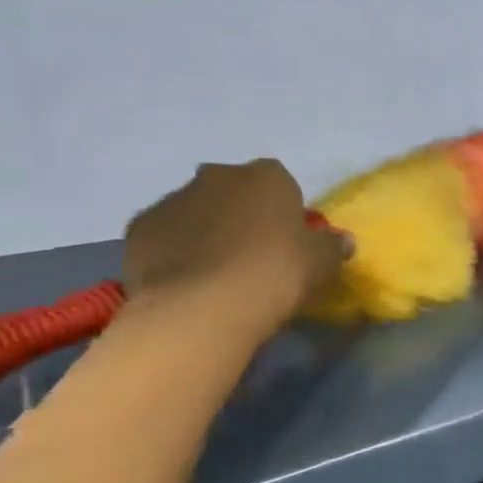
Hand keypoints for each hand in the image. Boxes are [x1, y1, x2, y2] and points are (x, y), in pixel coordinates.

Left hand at [123, 160, 348, 342]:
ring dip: (206, 232)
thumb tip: (343, 240)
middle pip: (233, 191)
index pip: (280, 181)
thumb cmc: (274, 275)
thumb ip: (332, 246)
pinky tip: (187, 282)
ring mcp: (172, 199)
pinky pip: (165, 235)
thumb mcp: (321, 264)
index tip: (288, 241)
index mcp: (265, 177)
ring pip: (195, 211)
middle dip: (241, 214)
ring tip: (217, 275)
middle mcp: (216, 176)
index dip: (284, 210)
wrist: (202, 306)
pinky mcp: (139, 228)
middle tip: (253, 256)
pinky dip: (175, 251)